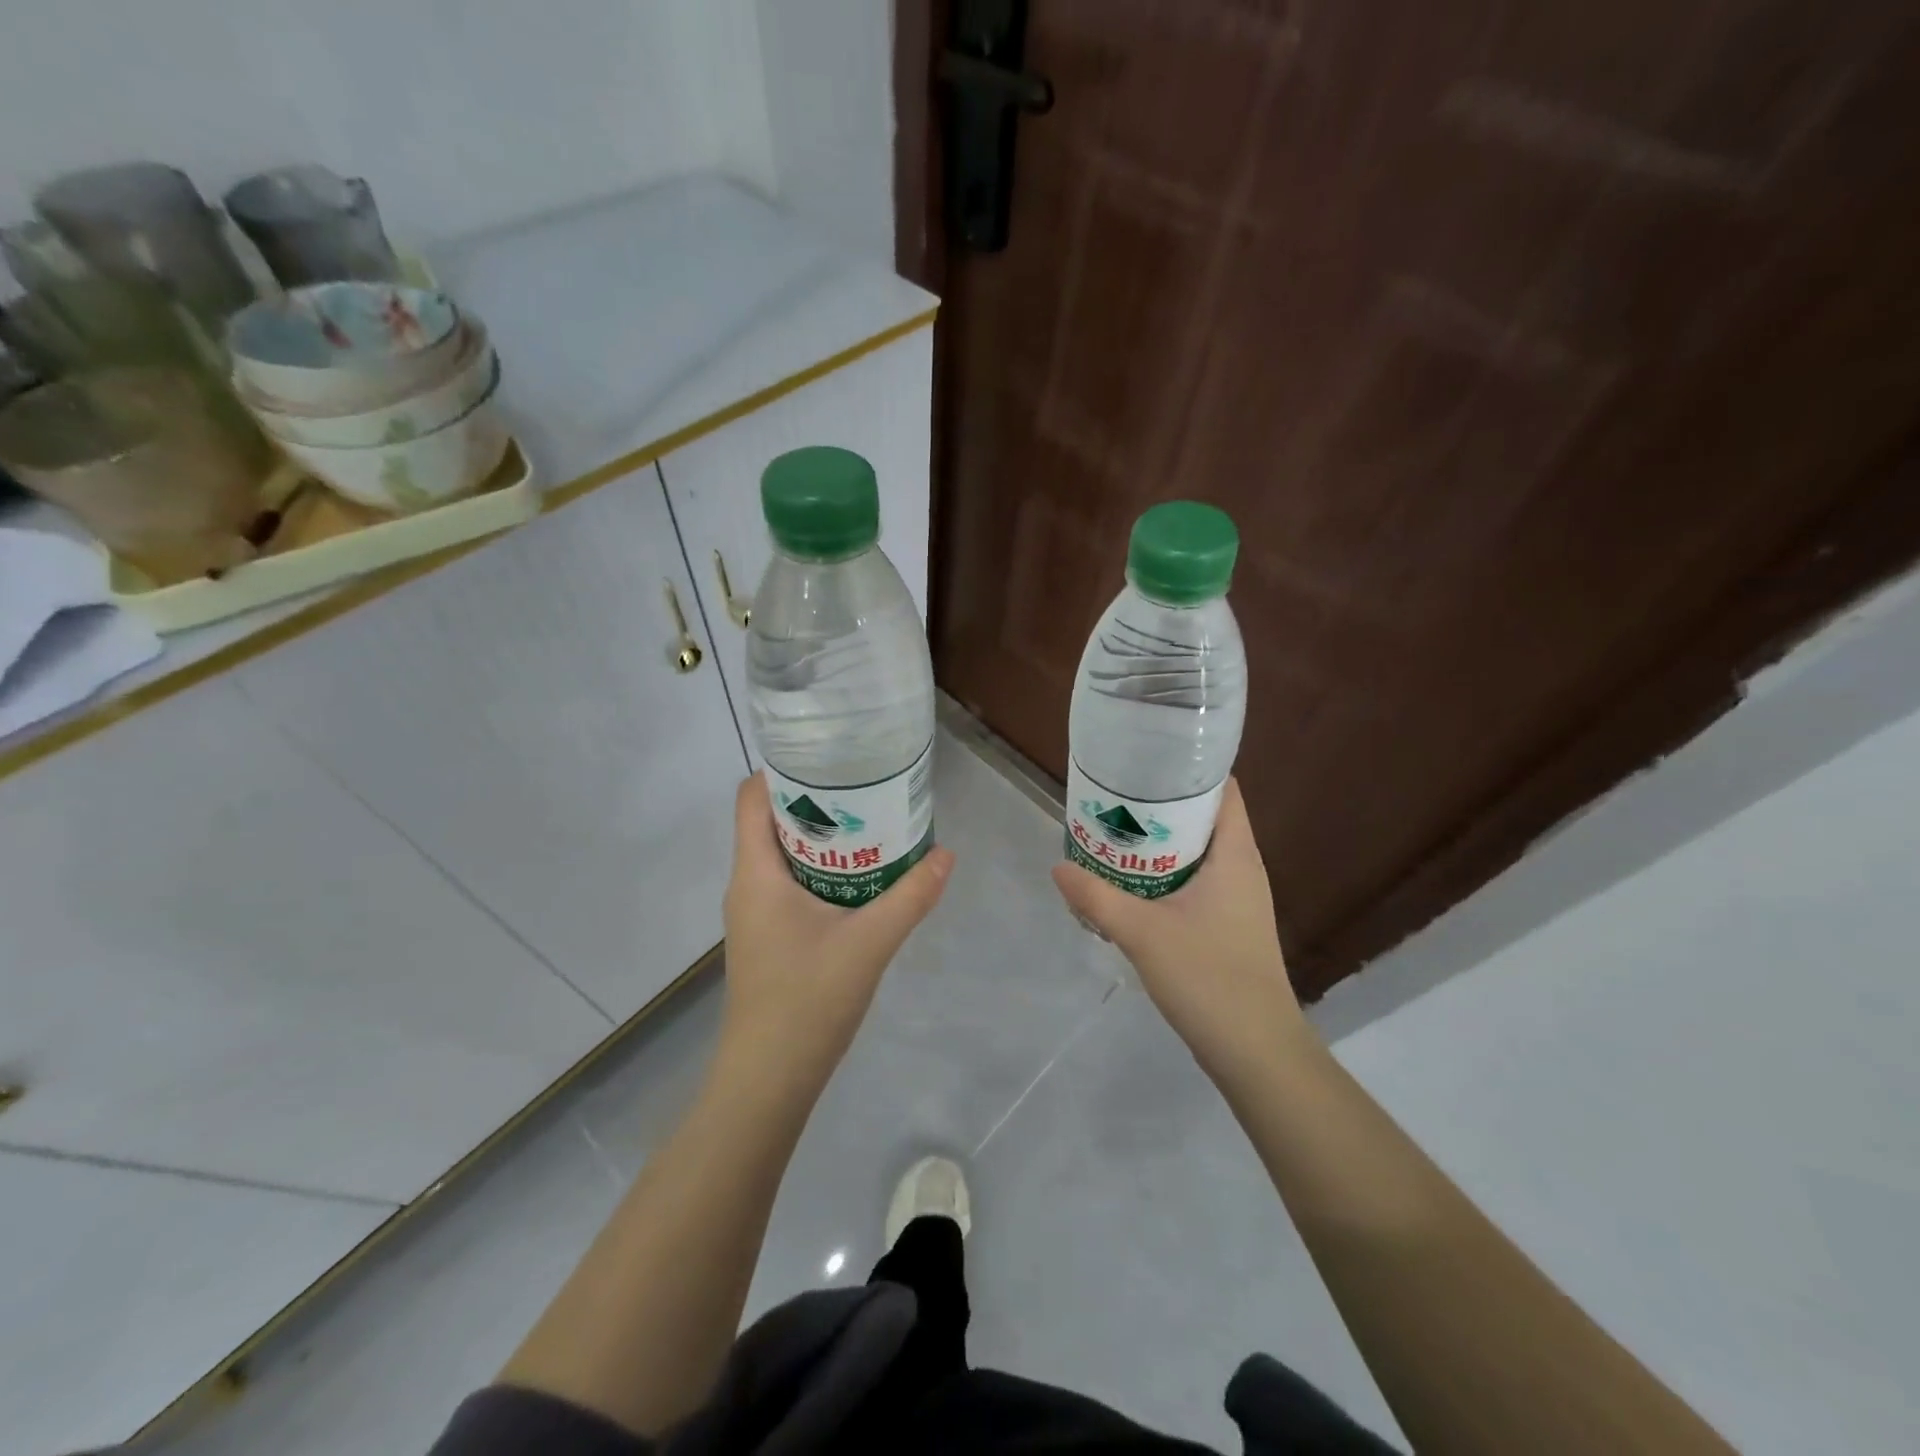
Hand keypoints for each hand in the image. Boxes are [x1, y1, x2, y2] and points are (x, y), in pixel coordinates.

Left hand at [718, 774, 954, 1094]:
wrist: (768, 1081)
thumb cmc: (807, 1002)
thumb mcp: (869, 943)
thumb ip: (910, 897)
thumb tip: (946, 854)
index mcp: (756, 873)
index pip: (751, 797)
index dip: (784, 769)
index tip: (831, 758)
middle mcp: (747, 885)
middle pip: (771, 820)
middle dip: (816, 800)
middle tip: (867, 787)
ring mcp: (755, 913)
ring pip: (783, 854)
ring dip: (823, 837)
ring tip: (872, 824)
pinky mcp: (768, 936)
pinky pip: (790, 883)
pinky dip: (822, 869)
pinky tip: (862, 879)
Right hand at [1052, 778, 1308, 1077]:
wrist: (1255, 1051)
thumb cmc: (1209, 978)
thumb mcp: (1143, 933)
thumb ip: (1096, 898)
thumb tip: (1058, 868)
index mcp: (1235, 855)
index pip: (1223, 789)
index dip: (1189, 768)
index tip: (1146, 758)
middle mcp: (1242, 868)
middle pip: (1204, 817)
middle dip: (1161, 805)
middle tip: (1115, 796)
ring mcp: (1238, 898)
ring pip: (1197, 852)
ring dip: (1160, 842)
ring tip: (1115, 833)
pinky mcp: (1228, 924)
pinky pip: (1195, 881)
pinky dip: (1165, 873)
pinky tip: (1131, 884)